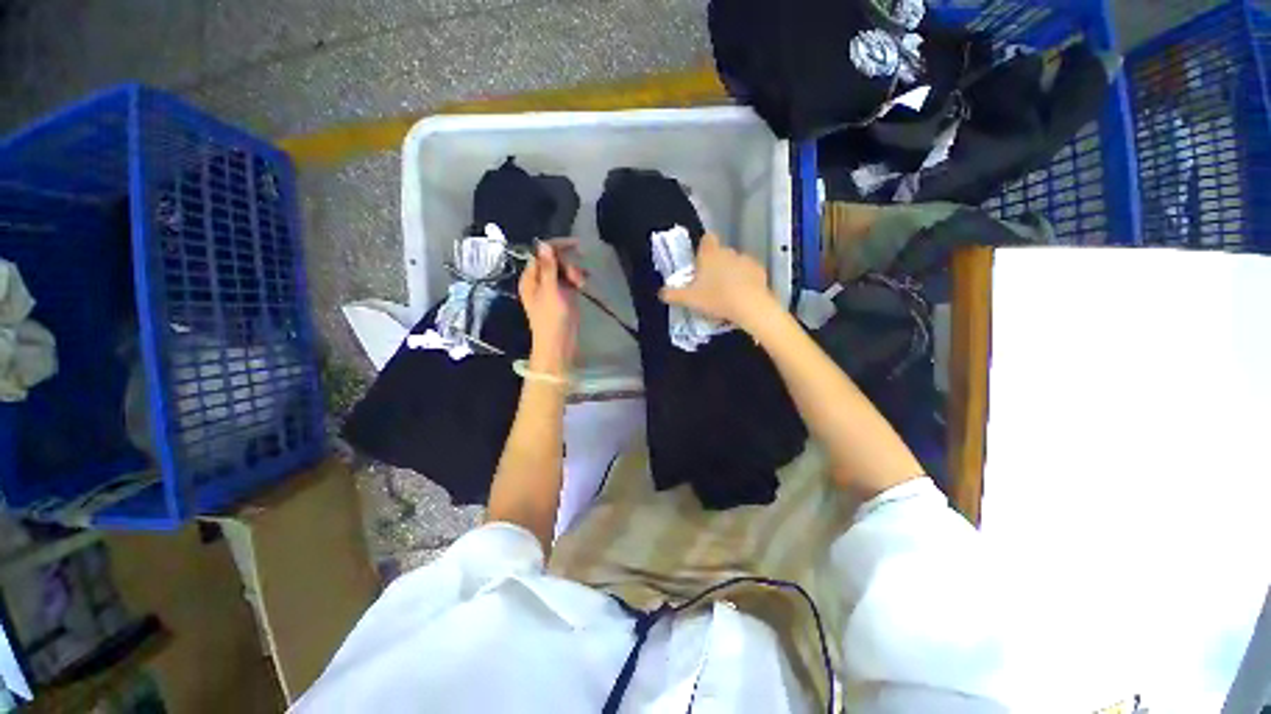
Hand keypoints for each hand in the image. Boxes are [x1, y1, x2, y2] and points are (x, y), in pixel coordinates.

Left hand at [519, 240, 586, 373]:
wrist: (559, 344)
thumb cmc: (552, 319)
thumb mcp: (550, 291)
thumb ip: (548, 267)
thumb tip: (544, 243)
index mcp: (531, 279)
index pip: (541, 254)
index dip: (557, 247)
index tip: (576, 245)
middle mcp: (540, 281)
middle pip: (554, 261)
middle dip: (568, 264)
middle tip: (578, 277)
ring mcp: (553, 289)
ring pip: (564, 270)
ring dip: (574, 272)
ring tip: (582, 284)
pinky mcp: (564, 296)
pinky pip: (570, 280)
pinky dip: (577, 279)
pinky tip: (584, 283)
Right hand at [659, 234, 777, 331]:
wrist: (749, 306)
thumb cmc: (715, 298)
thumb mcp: (689, 299)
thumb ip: (672, 294)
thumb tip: (660, 292)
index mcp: (710, 254)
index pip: (707, 239)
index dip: (703, 247)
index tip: (700, 262)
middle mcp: (728, 252)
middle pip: (720, 253)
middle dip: (716, 264)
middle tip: (710, 284)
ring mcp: (746, 260)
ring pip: (735, 262)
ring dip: (731, 272)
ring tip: (727, 292)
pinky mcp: (760, 271)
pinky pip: (749, 273)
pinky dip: (745, 280)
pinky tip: (742, 295)